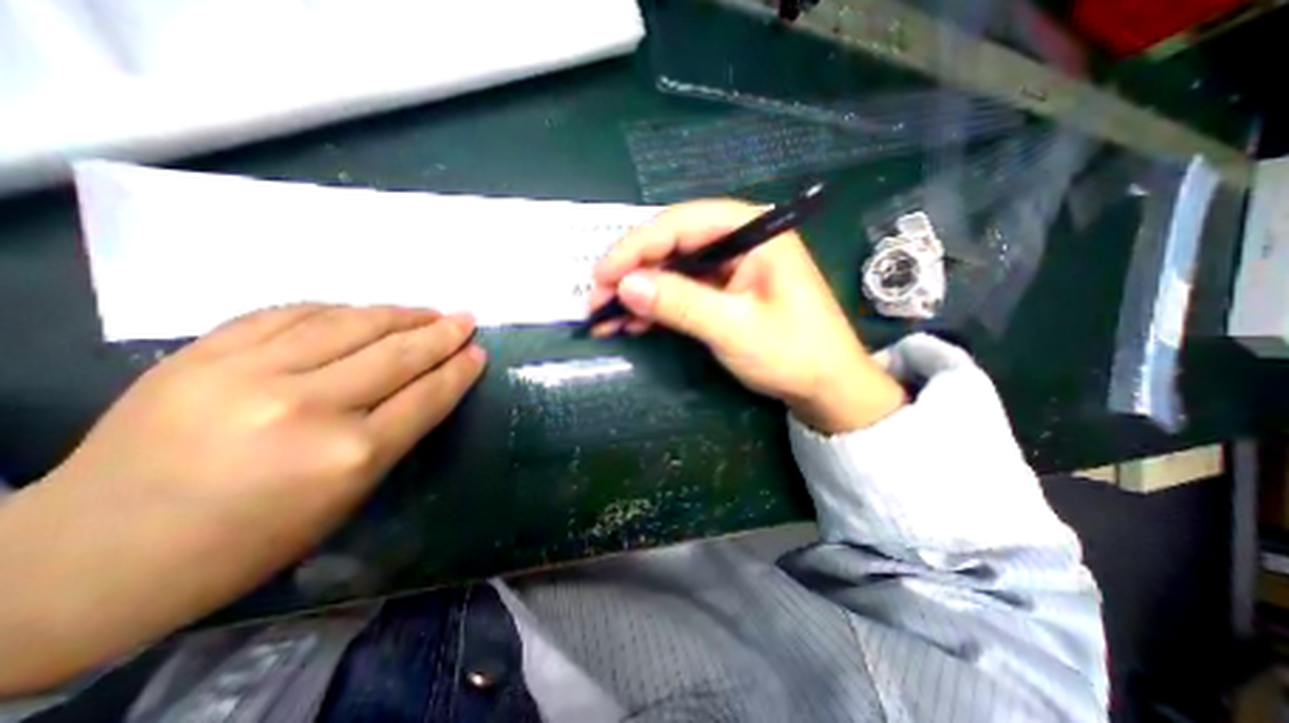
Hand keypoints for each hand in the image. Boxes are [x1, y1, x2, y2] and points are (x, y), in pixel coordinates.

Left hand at [0, 303, 486, 692]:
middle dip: (441, 334)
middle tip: (465, 319)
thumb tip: (428, 388)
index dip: (459, 370)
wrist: (92, 555)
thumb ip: (394, 435)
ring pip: (350, 324)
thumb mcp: (349, 495)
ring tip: (425, 311)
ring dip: (398, 314)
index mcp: (350, 455)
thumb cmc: (251, 539)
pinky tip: (360, 312)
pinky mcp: (202, 354)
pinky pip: (291, 314)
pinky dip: (337, 310)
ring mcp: (249, 373)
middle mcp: (308, 406)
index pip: (427, 395)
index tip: (478, 351)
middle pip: (397, 354)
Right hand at [589, 197, 905, 434]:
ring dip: (638, 293)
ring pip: (672, 269)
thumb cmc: (793, 353)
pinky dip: (655, 307)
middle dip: (632, 273)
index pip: (682, 224)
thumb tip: (626, 285)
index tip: (602, 276)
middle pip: (672, 245)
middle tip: (598, 301)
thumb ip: (681, 303)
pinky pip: (681, 290)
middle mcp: (738, 240)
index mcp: (752, 231)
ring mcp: (729, 267)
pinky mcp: (723, 291)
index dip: (636, 248)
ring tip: (606, 318)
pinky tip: (632, 323)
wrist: (825, 387)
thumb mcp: (734, 328)